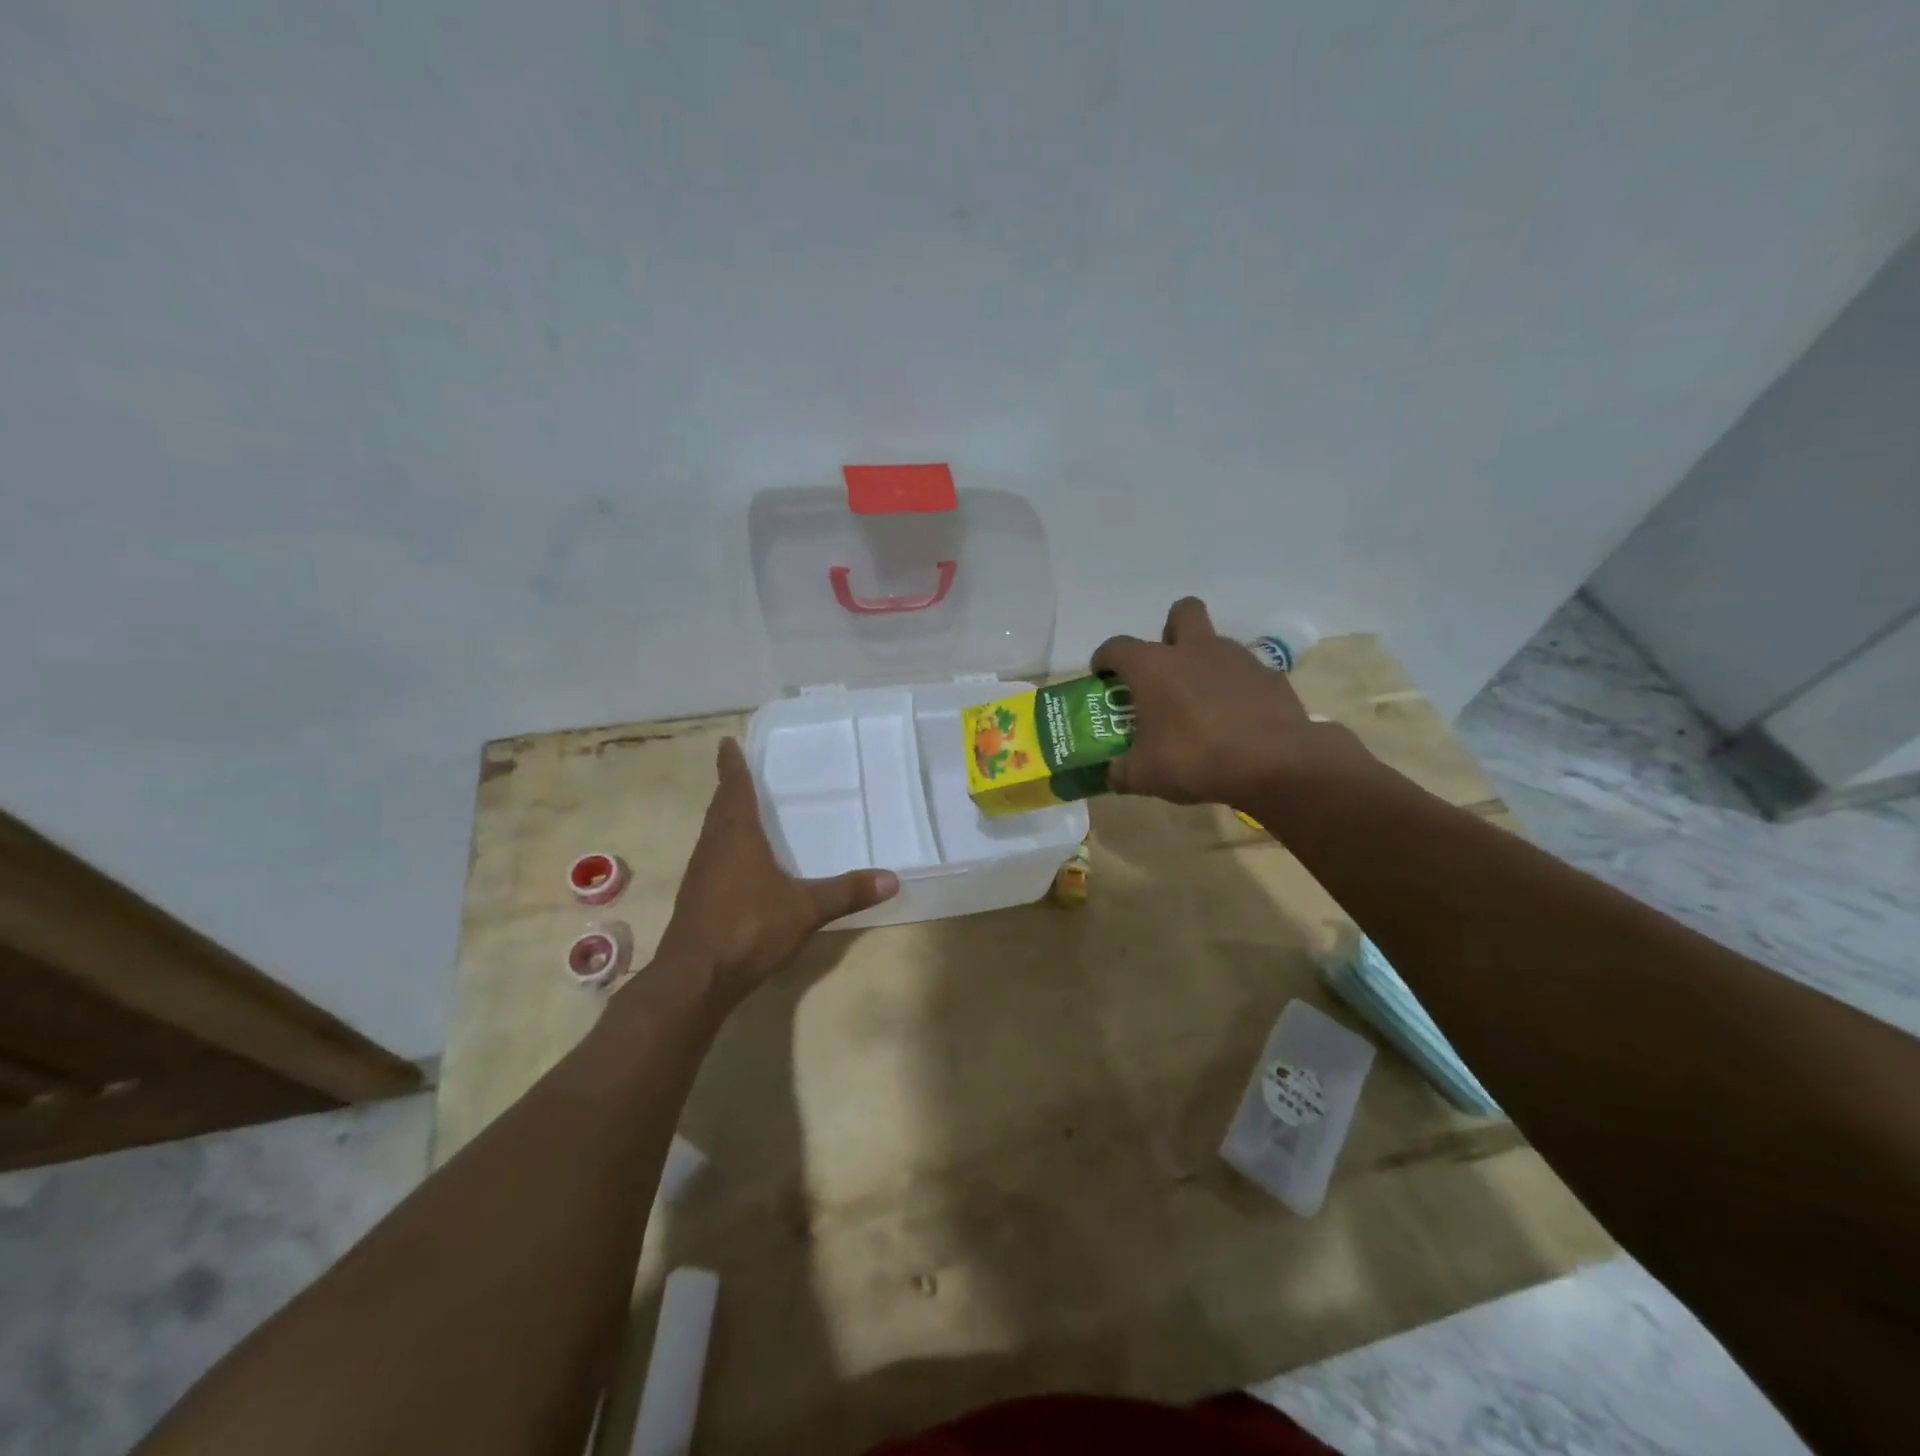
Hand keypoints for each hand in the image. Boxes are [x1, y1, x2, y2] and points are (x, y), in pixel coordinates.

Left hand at [650, 738, 897, 1005]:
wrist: (695, 978)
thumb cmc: (749, 929)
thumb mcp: (806, 909)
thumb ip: (847, 892)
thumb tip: (892, 879)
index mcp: (736, 836)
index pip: (733, 788)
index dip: (731, 765)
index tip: (727, 742)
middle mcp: (713, 847)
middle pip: (719, 808)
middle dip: (729, 788)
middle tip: (741, 771)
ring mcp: (700, 874)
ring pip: (712, 833)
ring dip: (724, 817)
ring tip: (742, 810)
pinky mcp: (696, 898)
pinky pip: (711, 857)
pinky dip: (724, 846)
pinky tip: (740, 862)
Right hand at [1092, 597, 1369, 807]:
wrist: (1276, 763)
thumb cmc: (1197, 760)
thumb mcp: (1145, 776)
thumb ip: (1122, 771)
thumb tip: (1112, 774)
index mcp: (1154, 667)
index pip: (1117, 647)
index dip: (1105, 658)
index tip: (1102, 674)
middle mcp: (1194, 650)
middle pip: (1181, 612)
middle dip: (1170, 631)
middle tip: (1164, 667)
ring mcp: (1237, 659)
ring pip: (1215, 643)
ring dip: (1203, 663)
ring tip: (1200, 704)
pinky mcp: (1269, 677)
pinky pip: (1244, 674)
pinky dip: (1235, 689)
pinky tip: (1234, 720)